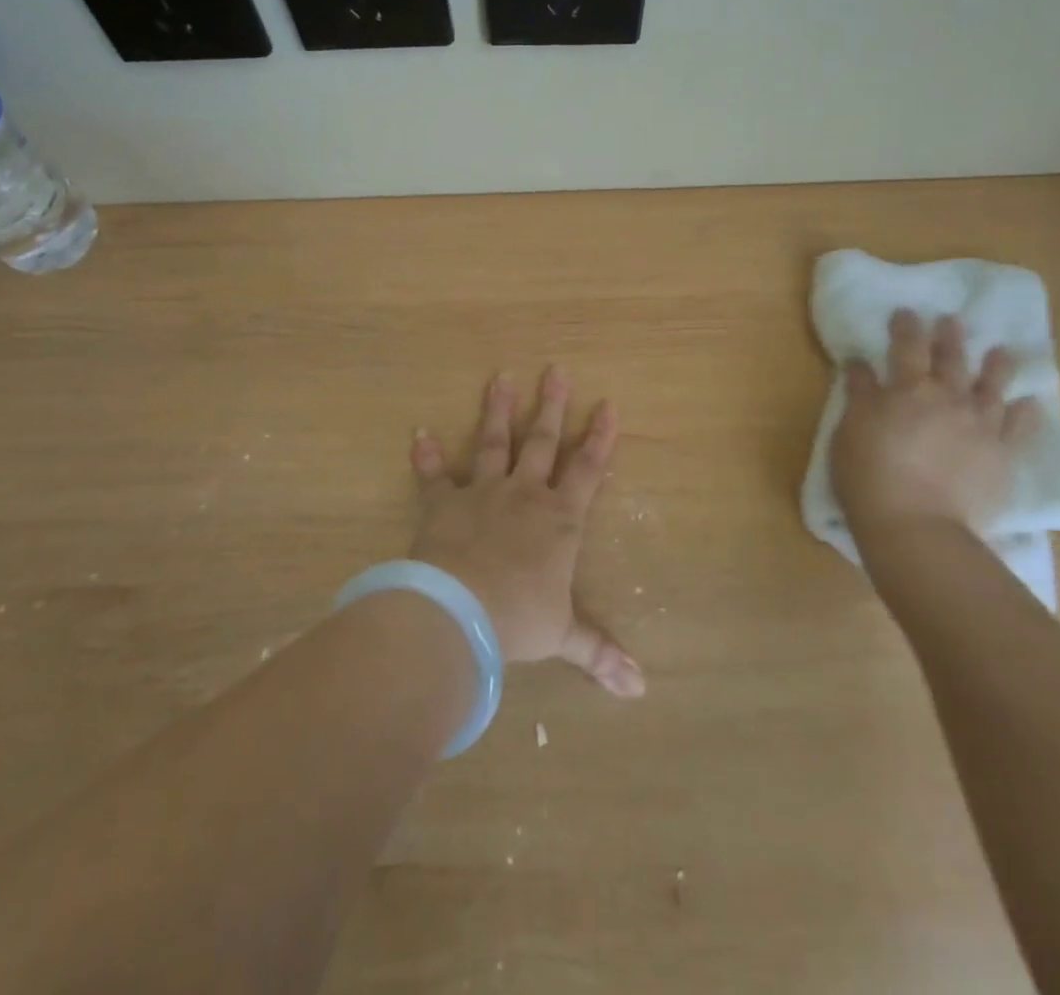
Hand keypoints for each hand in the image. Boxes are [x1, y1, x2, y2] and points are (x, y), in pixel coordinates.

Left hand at [408, 368, 644, 697]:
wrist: (460, 611)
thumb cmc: (519, 619)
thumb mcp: (563, 636)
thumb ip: (599, 652)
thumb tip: (641, 689)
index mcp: (559, 520)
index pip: (588, 470)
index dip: (600, 437)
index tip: (608, 403)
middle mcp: (525, 495)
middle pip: (542, 441)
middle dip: (551, 405)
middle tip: (556, 370)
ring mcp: (482, 493)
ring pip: (493, 442)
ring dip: (497, 410)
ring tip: (500, 376)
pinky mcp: (443, 503)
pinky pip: (434, 475)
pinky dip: (426, 456)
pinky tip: (418, 432)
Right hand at [830, 310, 1040, 548]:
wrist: (917, 525)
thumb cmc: (869, 475)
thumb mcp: (850, 429)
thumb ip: (859, 393)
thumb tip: (859, 363)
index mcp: (906, 390)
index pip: (906, 348)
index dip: (907, 327)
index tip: (907, 312)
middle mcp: (947, 398)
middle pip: (950, 360)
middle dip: (950, 337)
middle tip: (953, 320)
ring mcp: (979, 426)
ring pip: (991, 387)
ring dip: (997, 366)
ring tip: (1003, 351)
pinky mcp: (1001, 456)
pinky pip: (1018, 429)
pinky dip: (1025, 413)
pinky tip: (1030, 403)